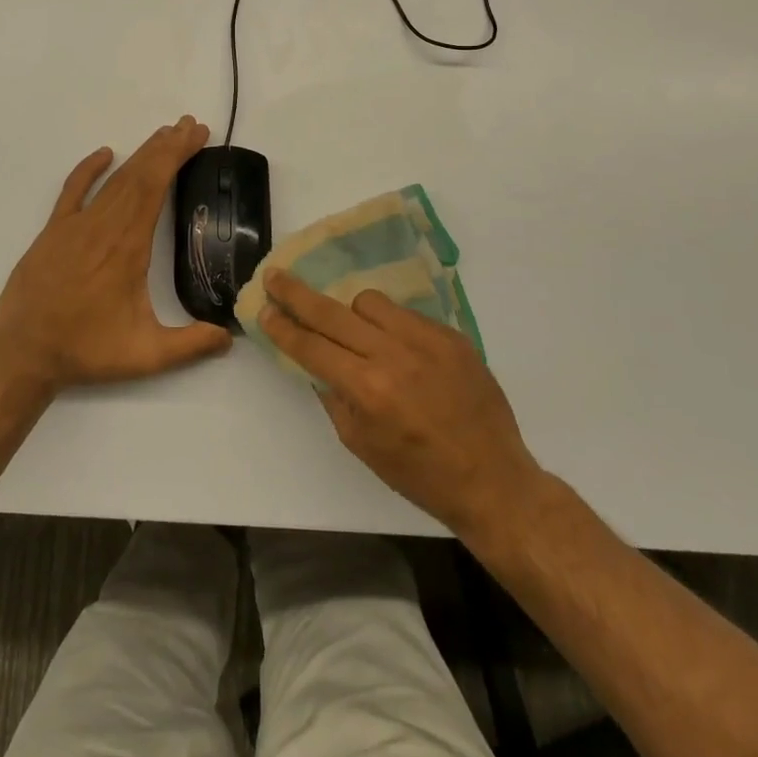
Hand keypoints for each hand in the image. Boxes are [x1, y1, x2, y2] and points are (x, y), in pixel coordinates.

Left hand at [0, 116, 231, 392]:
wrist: (25, 352)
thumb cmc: (87, 350)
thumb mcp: (145, 355)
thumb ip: (190, 345)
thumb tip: (231, 335)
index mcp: (129, 247)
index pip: (155, 187)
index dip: (176, 157)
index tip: (195, 136)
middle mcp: (104, 226)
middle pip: (139, 175)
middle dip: (166, 147)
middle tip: (190, 125)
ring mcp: (76, 225)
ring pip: (113, 180)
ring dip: (140, 155)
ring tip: (163, 135)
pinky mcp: (54, 231)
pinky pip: (72, 190)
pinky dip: (88, 169)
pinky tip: (104, 153)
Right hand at [258, 270, 544, 540]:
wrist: (493, 479)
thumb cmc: (420, 474)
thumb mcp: (362, 445)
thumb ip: (334, 397)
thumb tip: (317, 363)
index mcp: (367, 389)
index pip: (311, 347)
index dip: (283, 327)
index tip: (264, 308)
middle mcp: (393, 356)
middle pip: (332, 312)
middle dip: (297, 294)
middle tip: (275, 277)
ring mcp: (426, 340)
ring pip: (370, 303)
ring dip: (352, 313)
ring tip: (356, 333)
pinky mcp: (451, 336)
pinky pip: (406, 314)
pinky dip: (391, 325)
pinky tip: (398, 347)